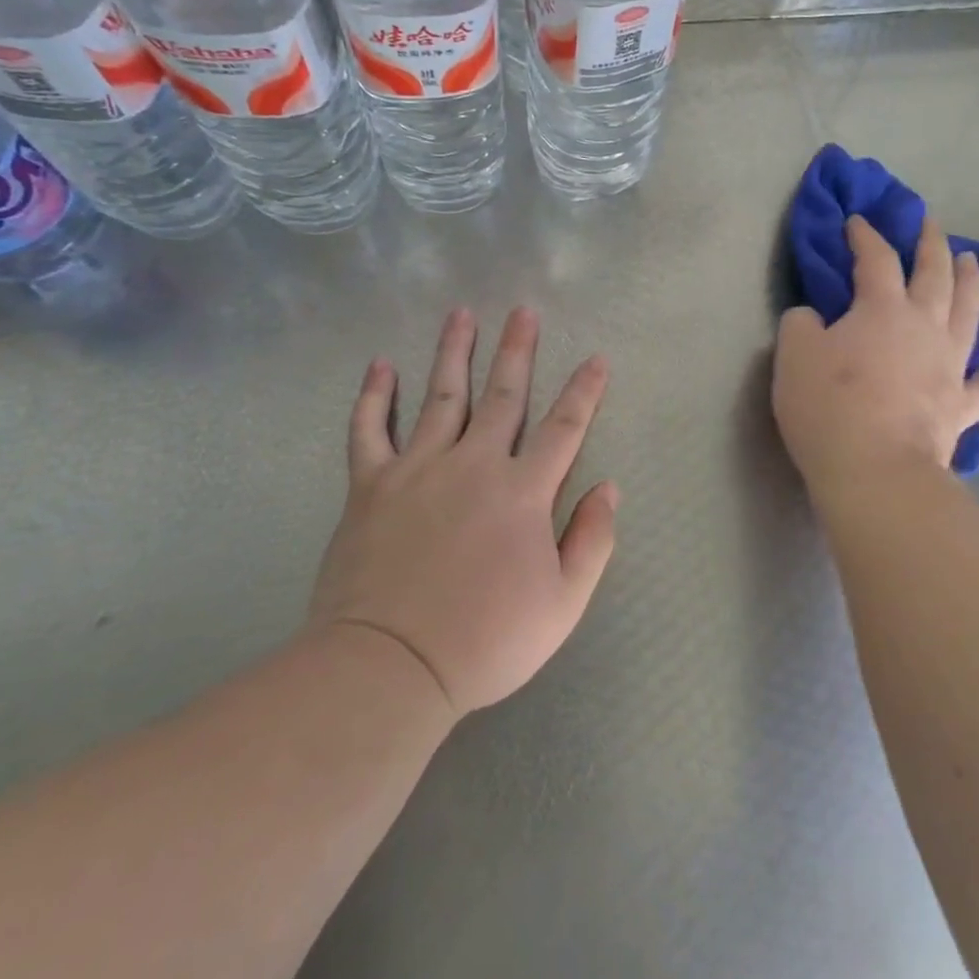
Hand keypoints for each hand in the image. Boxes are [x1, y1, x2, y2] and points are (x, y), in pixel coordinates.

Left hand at [307, 308, 617, 717]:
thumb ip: (592, 541)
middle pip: (503, 394)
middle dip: (517, 350)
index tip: (596, 359)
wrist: (389, 667)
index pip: (564, 427)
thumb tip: (609, 488)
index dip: (584, 391)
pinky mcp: (371, 485)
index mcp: (523, 491)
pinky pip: (369, 430)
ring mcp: (418, 469)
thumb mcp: (563, 604)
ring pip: (441, 396)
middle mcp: (474, 464)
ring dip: (454, 352)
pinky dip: (374, 396)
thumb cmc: (485, 640)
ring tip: (461, 314)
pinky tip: (381, 365)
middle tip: (523, 310)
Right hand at [773, 215, 978, 489]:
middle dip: (931, 244)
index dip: (866, 235)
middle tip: (930, 223)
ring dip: (971, 283)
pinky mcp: (961, 406)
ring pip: (969, 313)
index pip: (877, 259)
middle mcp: (925, 327)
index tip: (857, 220)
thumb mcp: (793, 355)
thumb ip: (801, 324)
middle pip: (935, 274)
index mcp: (882, 309)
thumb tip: (814, 318)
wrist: (876, 470)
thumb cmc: (829, 407)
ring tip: (972, 262)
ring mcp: (950, 366)